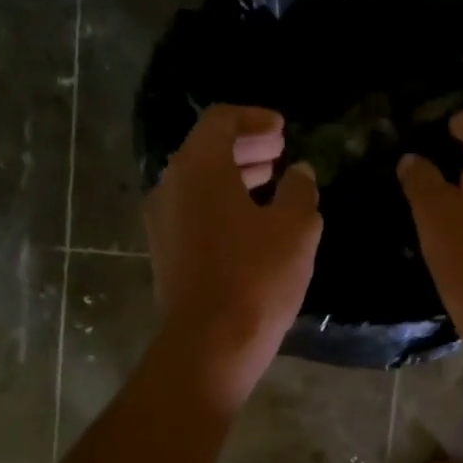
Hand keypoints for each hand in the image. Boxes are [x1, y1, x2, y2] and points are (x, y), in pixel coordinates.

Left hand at [145, 105, 321, 409]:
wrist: (210, 343)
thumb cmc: (257, 277)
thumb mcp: (295, 228)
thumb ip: (300, 191)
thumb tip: (300, 173)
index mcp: (199, 167)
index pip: (220, 120)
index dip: (254, 119)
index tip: (283, 131)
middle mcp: (170, 186)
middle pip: (206, 149)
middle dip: (245, 146)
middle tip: (280, 153)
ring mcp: (162, 221)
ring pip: (198, 182)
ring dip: (234, 176)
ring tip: (271, 184)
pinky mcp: (165, 251)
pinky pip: (193, 210)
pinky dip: (221, 203)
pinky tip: (252, 222)